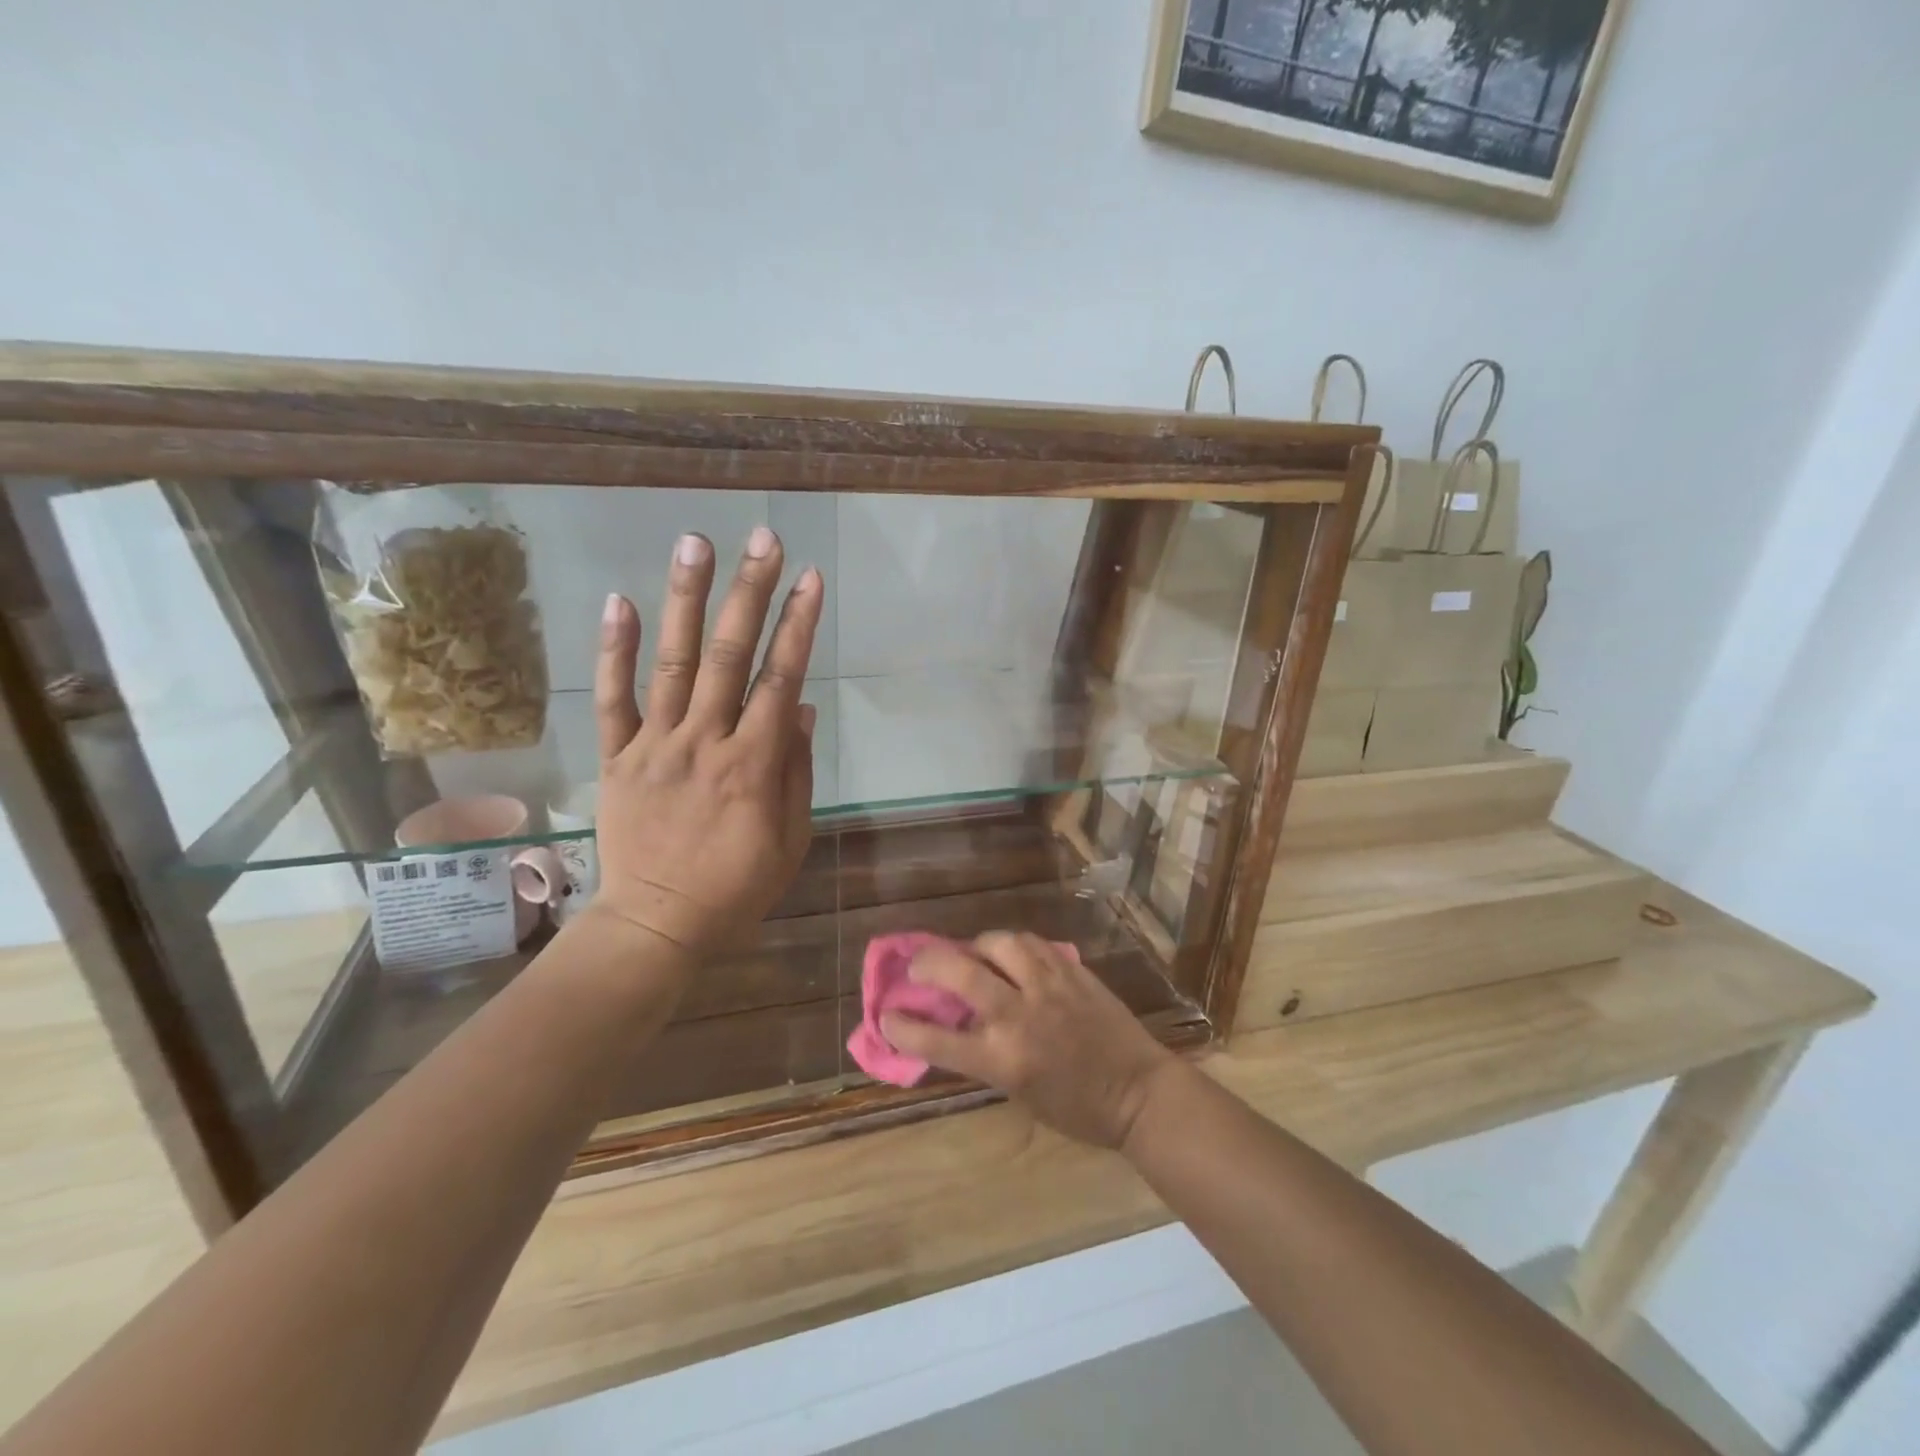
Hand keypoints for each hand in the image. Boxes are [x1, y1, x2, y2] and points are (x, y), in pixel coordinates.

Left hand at [590, 527, 821, 957]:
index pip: (782, 679)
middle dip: (750, 592)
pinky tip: (621, 601)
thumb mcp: (790, 838)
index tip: (810, 578)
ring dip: (687, 600)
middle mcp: (705, 741)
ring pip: (674, 662)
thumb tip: (800, 705)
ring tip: (696, 544)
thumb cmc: (737, 887)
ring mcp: (656, 745)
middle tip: (762, 538)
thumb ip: (796, 769)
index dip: (798, 625)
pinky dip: (614, 650)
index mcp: (754, 764)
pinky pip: (613, 698)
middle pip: (732, 655)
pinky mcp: (618, 757)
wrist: (657, 924)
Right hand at [881, 933, 1178, 1148]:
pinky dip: (1011, 945)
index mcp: (1003, 1060)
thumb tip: (951, 1023)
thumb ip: (983, 1055)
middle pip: (960, 973)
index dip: (903, 1025)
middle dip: (927, 964)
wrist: (1138, 1092)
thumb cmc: (1076, 1109)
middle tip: (918, 966)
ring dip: (975, 946)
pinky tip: (1009, 953)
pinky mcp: (1071, 970)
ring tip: (970, 953)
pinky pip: (1031, 943)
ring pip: (998, 943)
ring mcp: (1047, 987)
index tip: (886, 1014)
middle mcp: (1019, 1016)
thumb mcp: (1018, 1092)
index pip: (937, 1038)